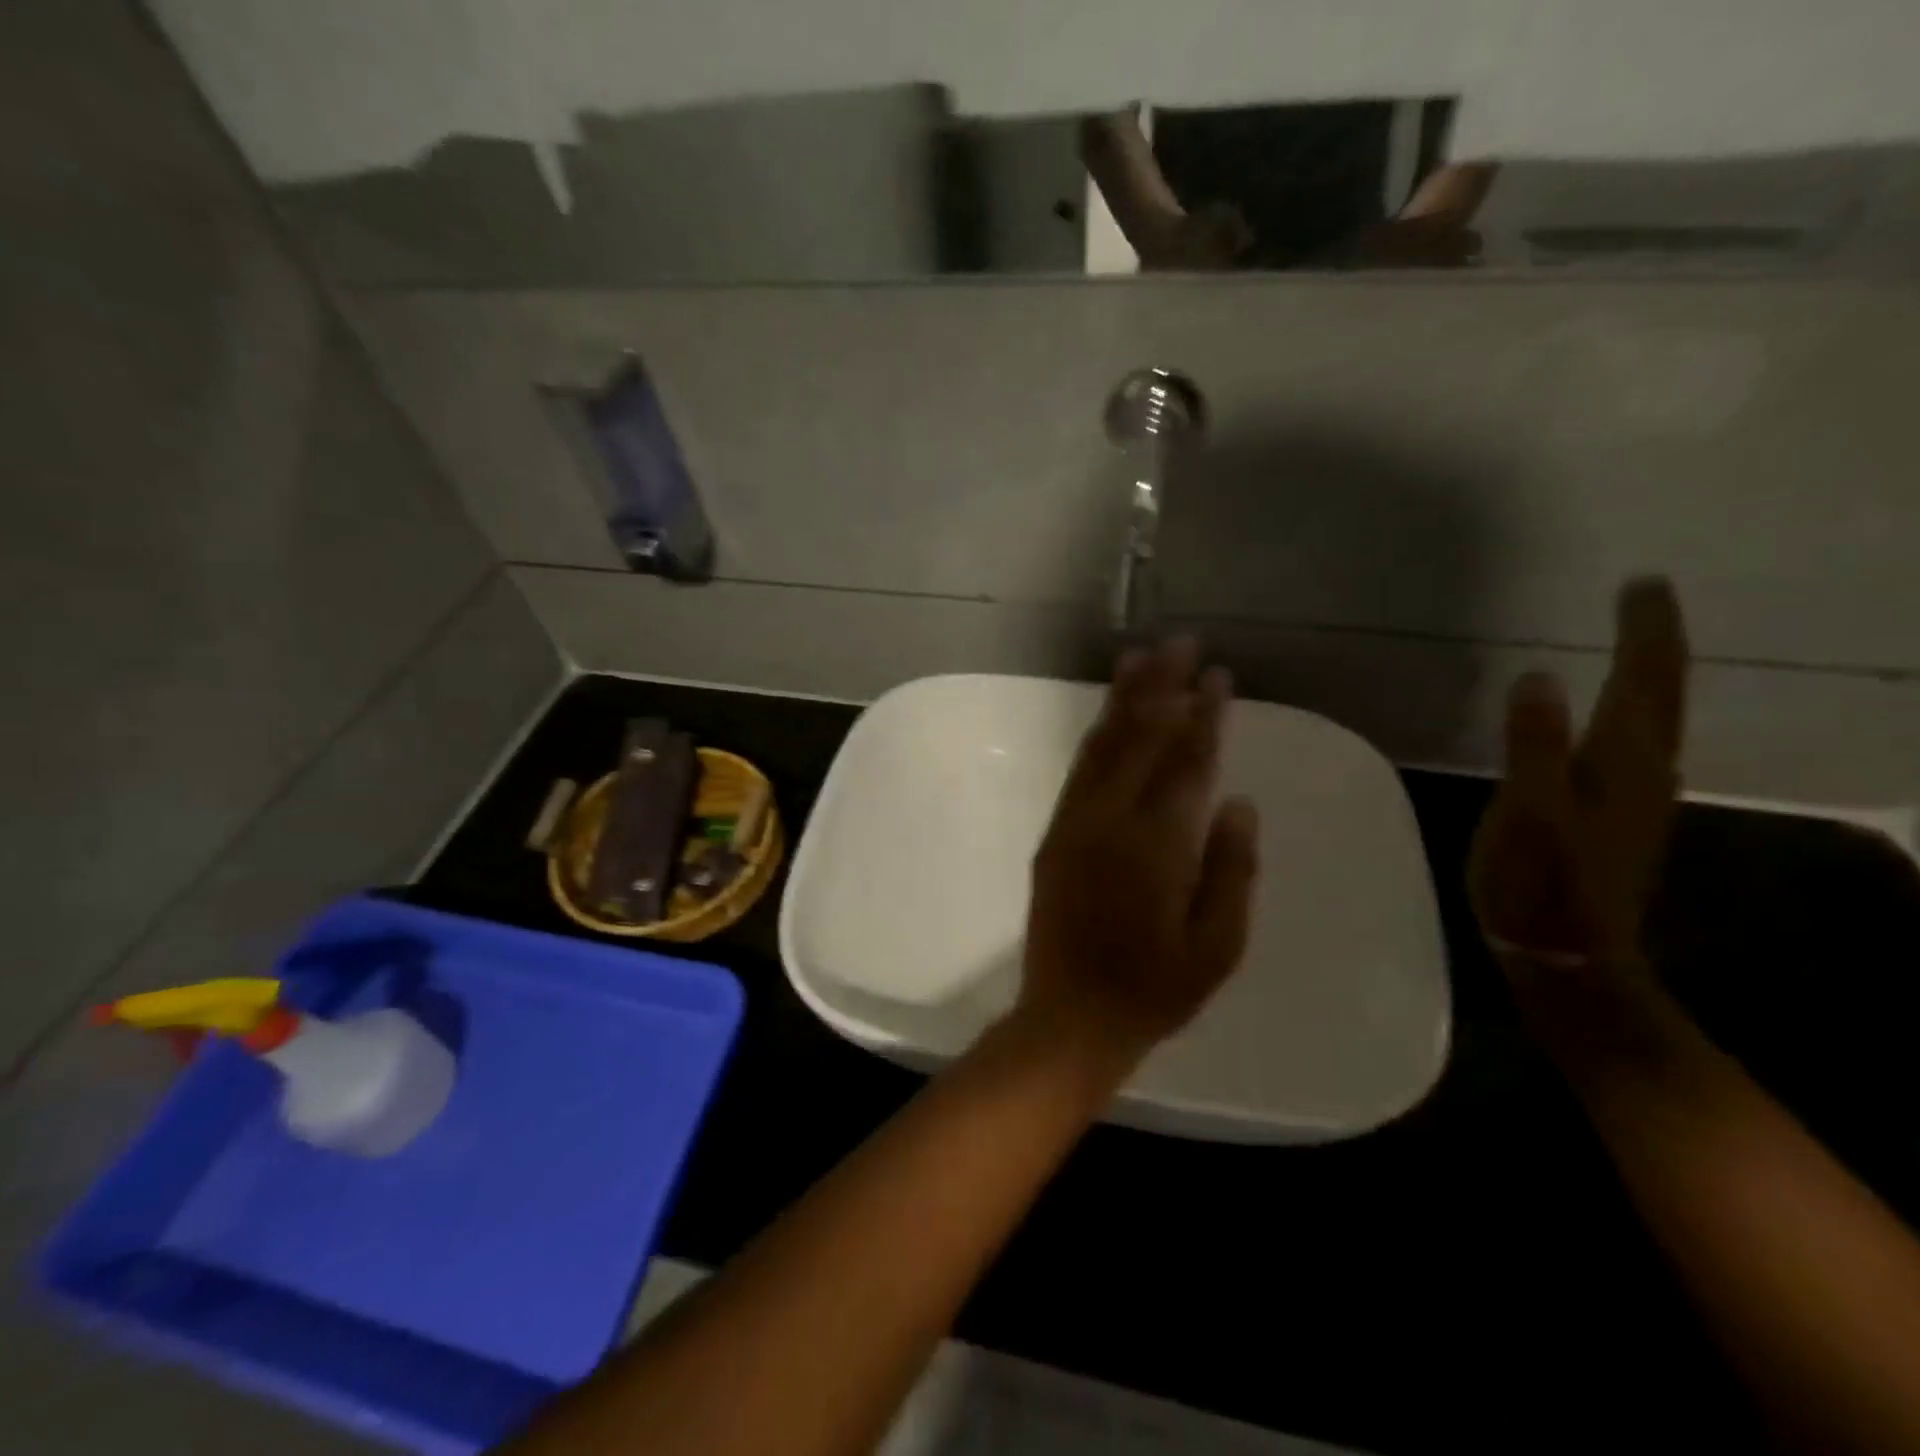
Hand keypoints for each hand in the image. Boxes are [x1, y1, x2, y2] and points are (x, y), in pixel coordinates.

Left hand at [1017, 639, 1260, 1066]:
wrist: (1070, 1016)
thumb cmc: (1155, 989)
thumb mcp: (1217, 946)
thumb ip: (1231, 868)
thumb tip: (1238, 800)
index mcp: (1157, 845)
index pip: (1186, 763)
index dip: (1204, 716)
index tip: (1218, 676)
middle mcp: (1110, 820)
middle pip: (1141, 738)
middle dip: (1163, 686)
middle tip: (1182, 642)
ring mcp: (1076, 823)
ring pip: (1104, 745)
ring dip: (1124, 699)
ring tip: (1141, 657)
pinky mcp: (1055, 833)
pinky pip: (1080, 770)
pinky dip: (1097, 734)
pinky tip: (1109, 715)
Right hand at [1469, 577, 1689, 968]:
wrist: (1566, 957)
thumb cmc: (1540, 884)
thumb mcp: (1527, 814)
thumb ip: (1532, 746)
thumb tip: (1538, 676)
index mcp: (1621, 762)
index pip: (1643, 681)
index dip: (1644, 631)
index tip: (1641, 583)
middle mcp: (1644, 772)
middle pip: (1660, 695)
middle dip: (1654, 644)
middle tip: (1643, 600)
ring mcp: (1638, 798)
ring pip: (1655, 720)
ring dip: (1650, 676)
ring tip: (1634, 646)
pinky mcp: (1621, 818)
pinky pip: (1637, 745)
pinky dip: (1633, 713)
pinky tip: (1616, 717)